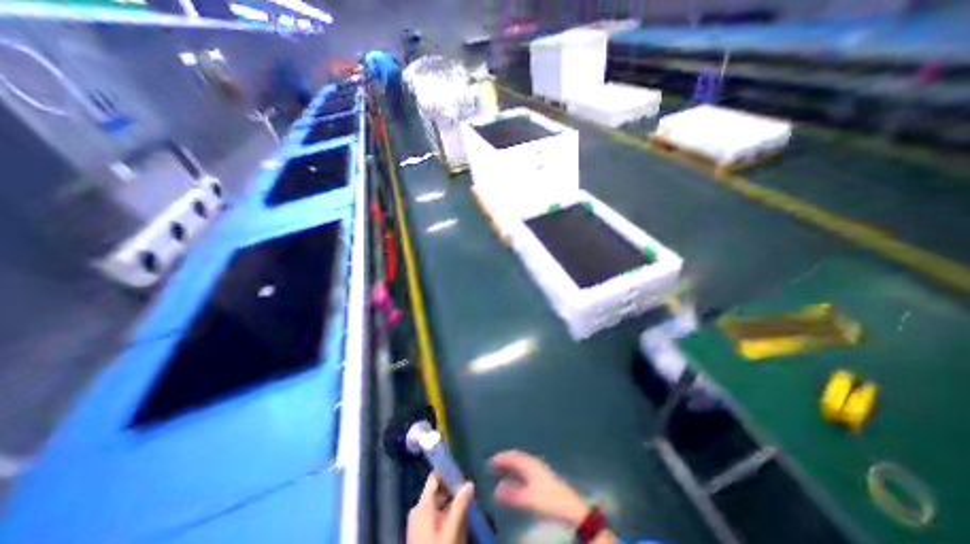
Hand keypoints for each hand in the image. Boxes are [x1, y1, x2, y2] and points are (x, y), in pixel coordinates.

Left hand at [407, 471, 473, 543]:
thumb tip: (469, 483)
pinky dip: (449, 514)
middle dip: (454, 489)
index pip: (434, 478)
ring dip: (453, 503)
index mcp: (422, 506)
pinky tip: (462, 519)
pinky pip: (438, 516)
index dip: (447, 471)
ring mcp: (420, 523)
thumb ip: (460, 505)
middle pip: (438, 491)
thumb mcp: (452, 531)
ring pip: (440, 504)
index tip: (463, 468)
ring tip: (469, 502)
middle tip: (471, 489)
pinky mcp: (423, 534)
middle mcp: (419, 510)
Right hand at [490, 451, 587, 527]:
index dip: (501, 458)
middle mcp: (533, 463)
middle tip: (493, 465)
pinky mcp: (542, 477)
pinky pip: (524, 470)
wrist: (569, 506)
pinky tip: (513, 481)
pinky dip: (516, 473)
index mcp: (530, 464)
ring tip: (500, 472)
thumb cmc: (548, 499)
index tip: (490, 461)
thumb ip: (511, 494)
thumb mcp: (528, 498)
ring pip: (520, 464)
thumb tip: (496, 490)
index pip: (512, 456)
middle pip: (516, 458)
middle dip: (504, 461)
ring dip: (510, 467)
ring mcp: (538, 469)